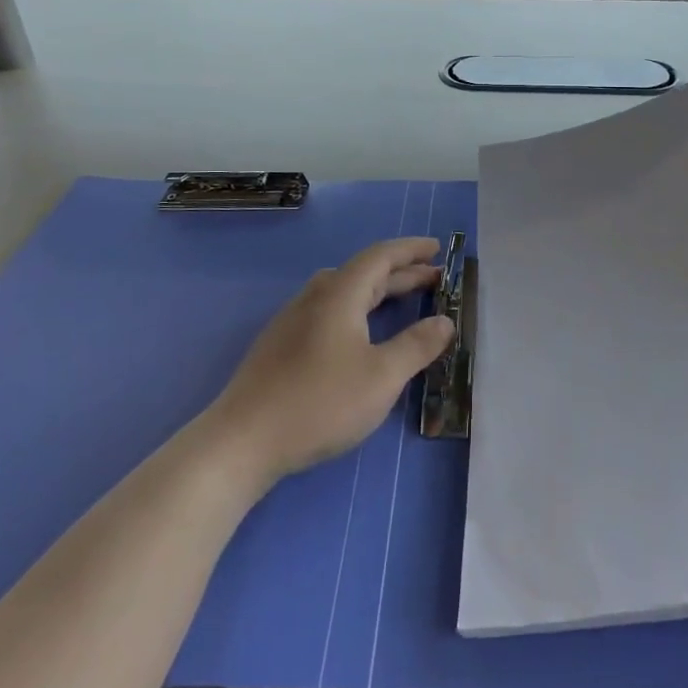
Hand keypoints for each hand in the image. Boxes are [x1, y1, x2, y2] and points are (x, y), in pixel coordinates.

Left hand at [206, 238, 454, 484]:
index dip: (410, 250)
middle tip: (434, 278)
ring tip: (401, 300)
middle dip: (401, 273)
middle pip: (363, 273)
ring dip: (377, 291)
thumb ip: (416, 346)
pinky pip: (329, 310)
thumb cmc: (320, 403)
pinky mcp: (281, 344)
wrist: (243, 440)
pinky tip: (359, 333)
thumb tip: (445, 321)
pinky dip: (357, 309)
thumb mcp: (381, 377)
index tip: (437, 247)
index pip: (380, 257)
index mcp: (339, 295)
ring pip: (343, 292)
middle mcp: (315, 298)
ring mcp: (293, 320)